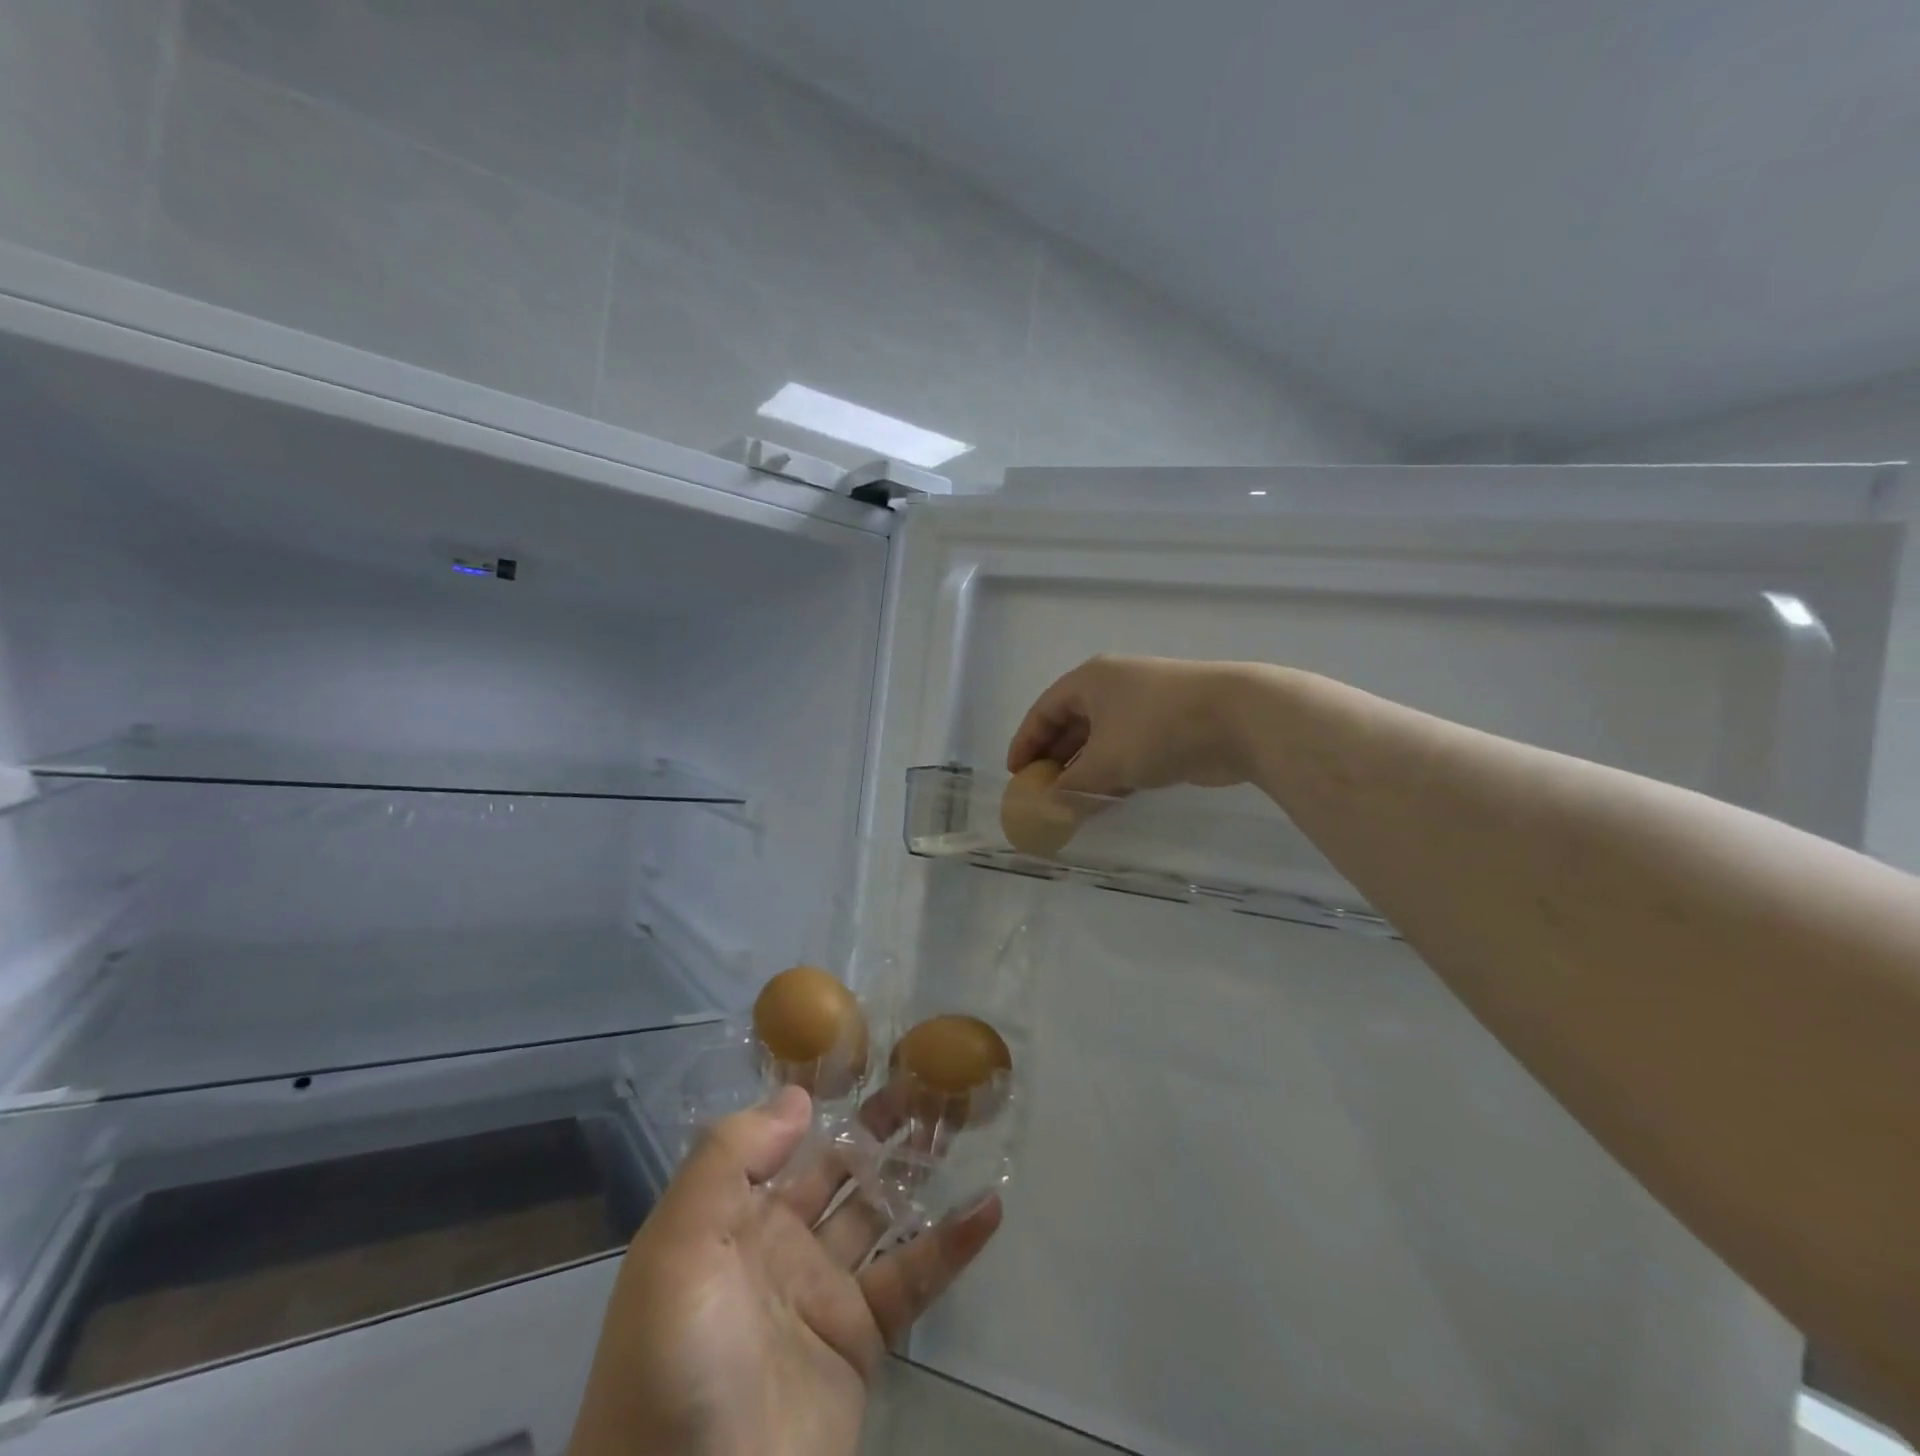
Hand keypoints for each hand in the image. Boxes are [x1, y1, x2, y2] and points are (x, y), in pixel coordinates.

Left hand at [567, 1087, 1001, 1455]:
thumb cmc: (672, 1360)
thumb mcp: (677, 1245)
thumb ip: (731, 1157)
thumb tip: (798, 1095)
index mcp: (732, 1215)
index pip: (782, 1139)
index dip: (821, 1097)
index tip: (866, 1053)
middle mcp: (779, 1242)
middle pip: (840, 1167)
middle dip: (879, 1125)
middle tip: (928, 1080)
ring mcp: (822, 1290)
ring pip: (880, 1210)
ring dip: (917, 1170)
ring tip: (959, 1123)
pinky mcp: (860, 1340)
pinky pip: (913, 1278)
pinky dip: (952, 1244)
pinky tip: (988, 1208)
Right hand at [1007, 654, 1254, 794]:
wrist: (1238, 719)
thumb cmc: (1156, 729)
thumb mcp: (1105, 761)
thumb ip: (1071, 787)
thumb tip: (1047, 808)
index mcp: (1090, 681)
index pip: (1045, 710)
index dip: (1026, 742)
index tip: (1015, 775)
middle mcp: (1114, 687)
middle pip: (1072, 724)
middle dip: (1055, 759)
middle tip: (1041, 792)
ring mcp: (1144, 705)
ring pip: (1102, 740)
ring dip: (1084, 770)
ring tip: (1069, 802)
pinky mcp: (1170, 727)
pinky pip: (1128, 750)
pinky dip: (1113, 773)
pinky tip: (1105, 798)